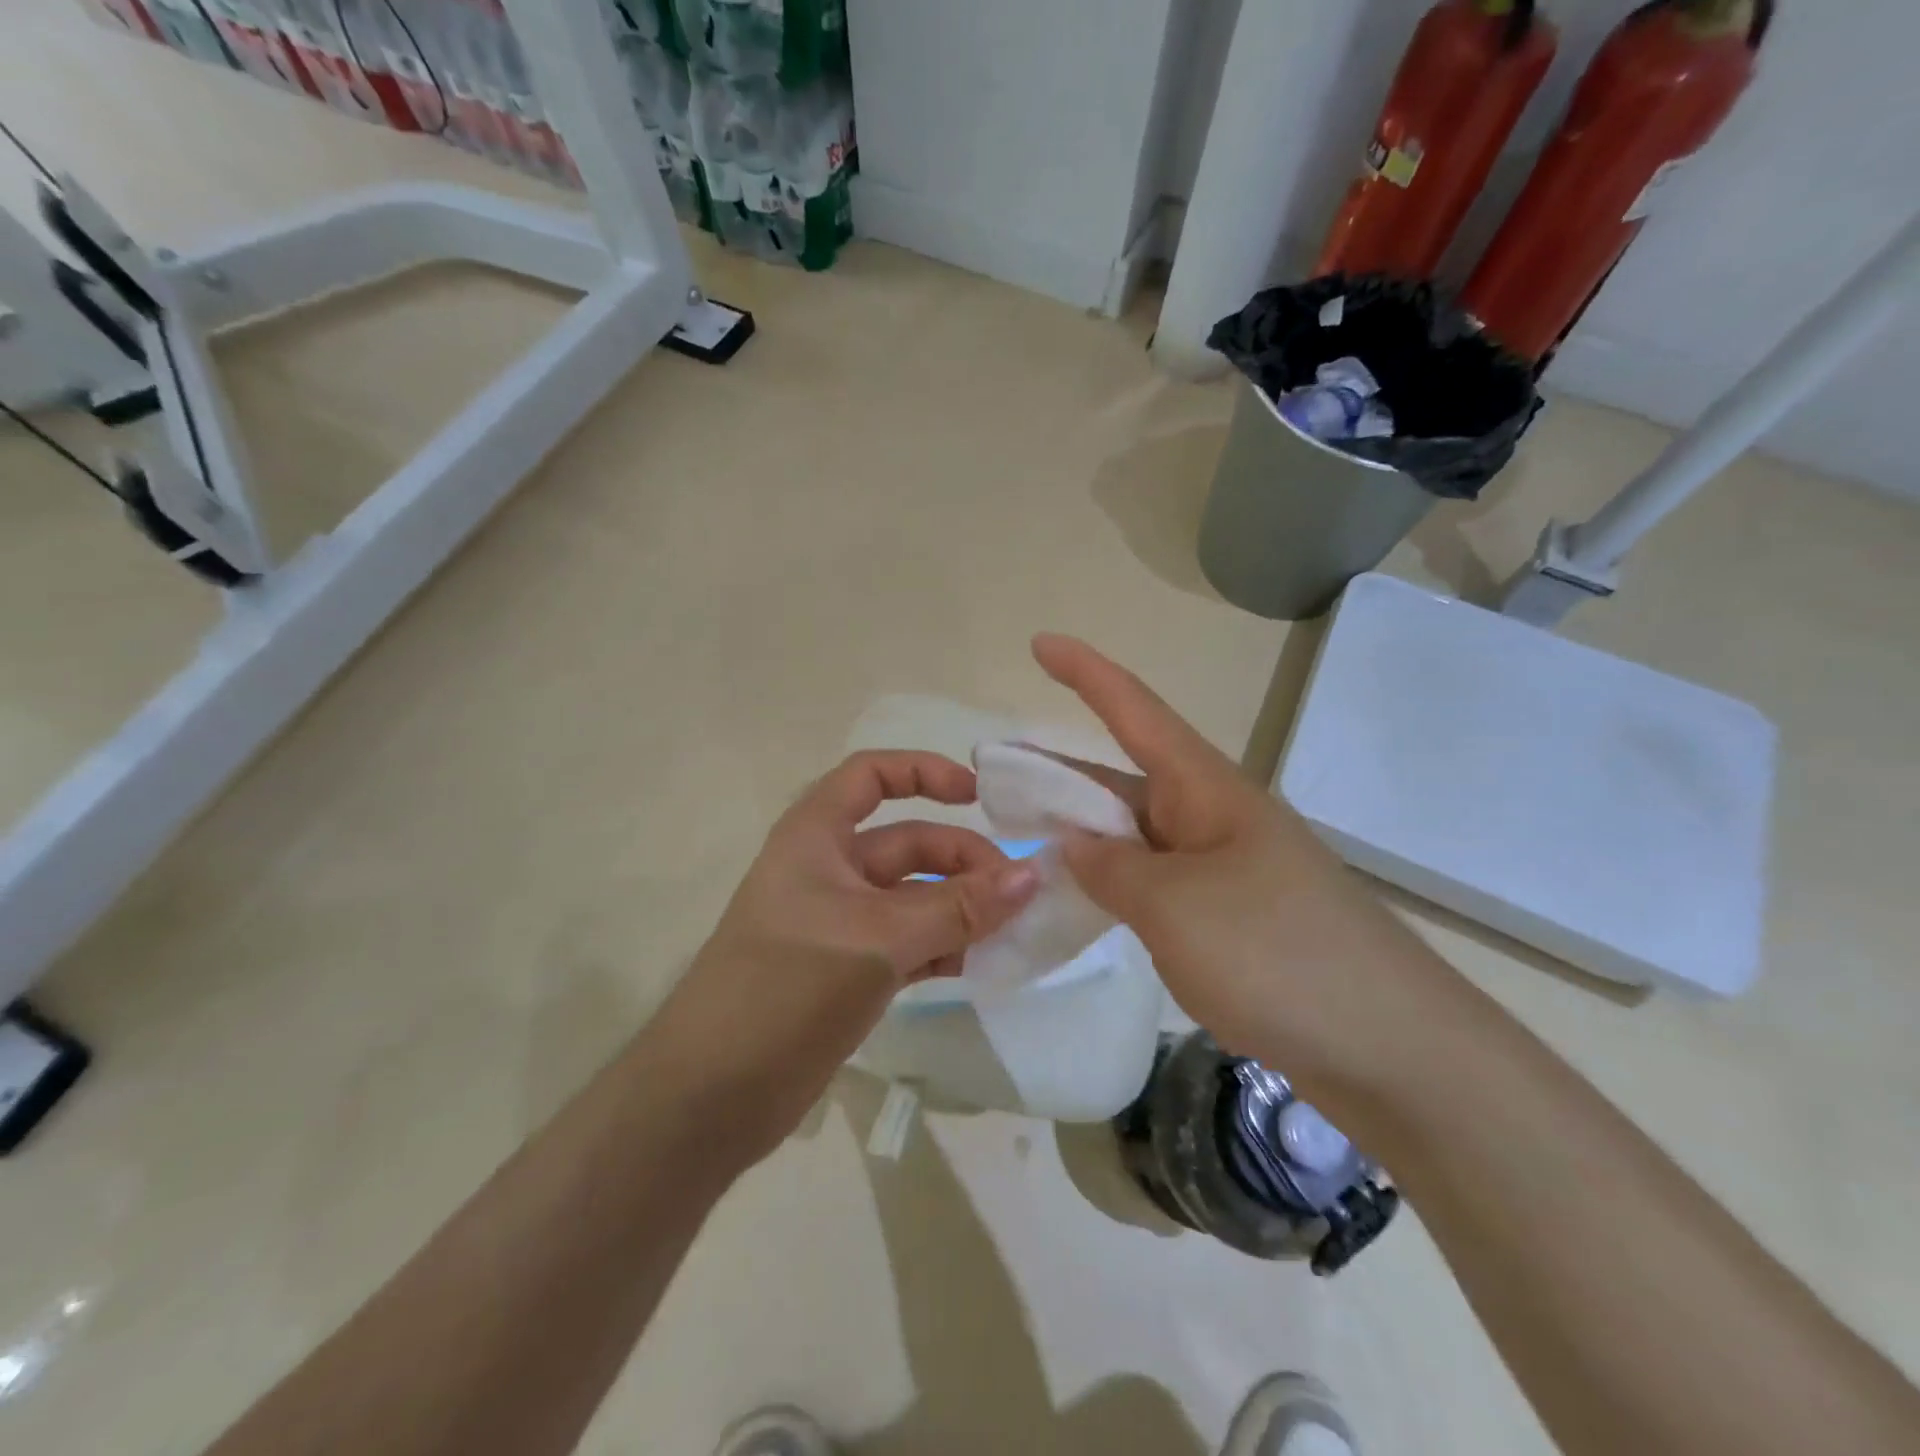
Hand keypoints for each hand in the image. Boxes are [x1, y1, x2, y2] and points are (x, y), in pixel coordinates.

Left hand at [647, 751, 1038, 1161]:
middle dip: (962, 861)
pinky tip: (977, 967)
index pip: (872, 776)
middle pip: (907, 843)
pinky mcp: (848, 970)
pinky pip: (909, 943)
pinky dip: (943, 948)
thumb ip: (959, 908)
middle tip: (1017, 896)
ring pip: (914, 897)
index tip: (980, 796)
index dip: (925, 772)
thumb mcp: (879, 938)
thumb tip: (1032, 876)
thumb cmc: (787, 986)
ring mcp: (839, 922)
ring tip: (1009, 934)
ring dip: (961, 910)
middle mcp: (828, 869)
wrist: (711, 1095)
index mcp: (817, 836)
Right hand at [1032, 634, 1451, 1092]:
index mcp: (1206, 790)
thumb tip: (1072, 844)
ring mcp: (1224, 869)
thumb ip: (1110, 868)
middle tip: (995, 776)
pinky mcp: (1231, 918)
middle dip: (1060, 773)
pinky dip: (1112, 884)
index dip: (1085, 673)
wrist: (1392, 1050)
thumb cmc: (1276, 954)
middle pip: (1124, 778)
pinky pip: (1154, 883)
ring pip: (1136, 835)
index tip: (1039, 643)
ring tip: (1021, 839)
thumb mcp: (1172, 906)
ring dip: (1082, 834)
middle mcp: (1213, 817)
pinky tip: (1080, 902)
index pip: (1135, 711)